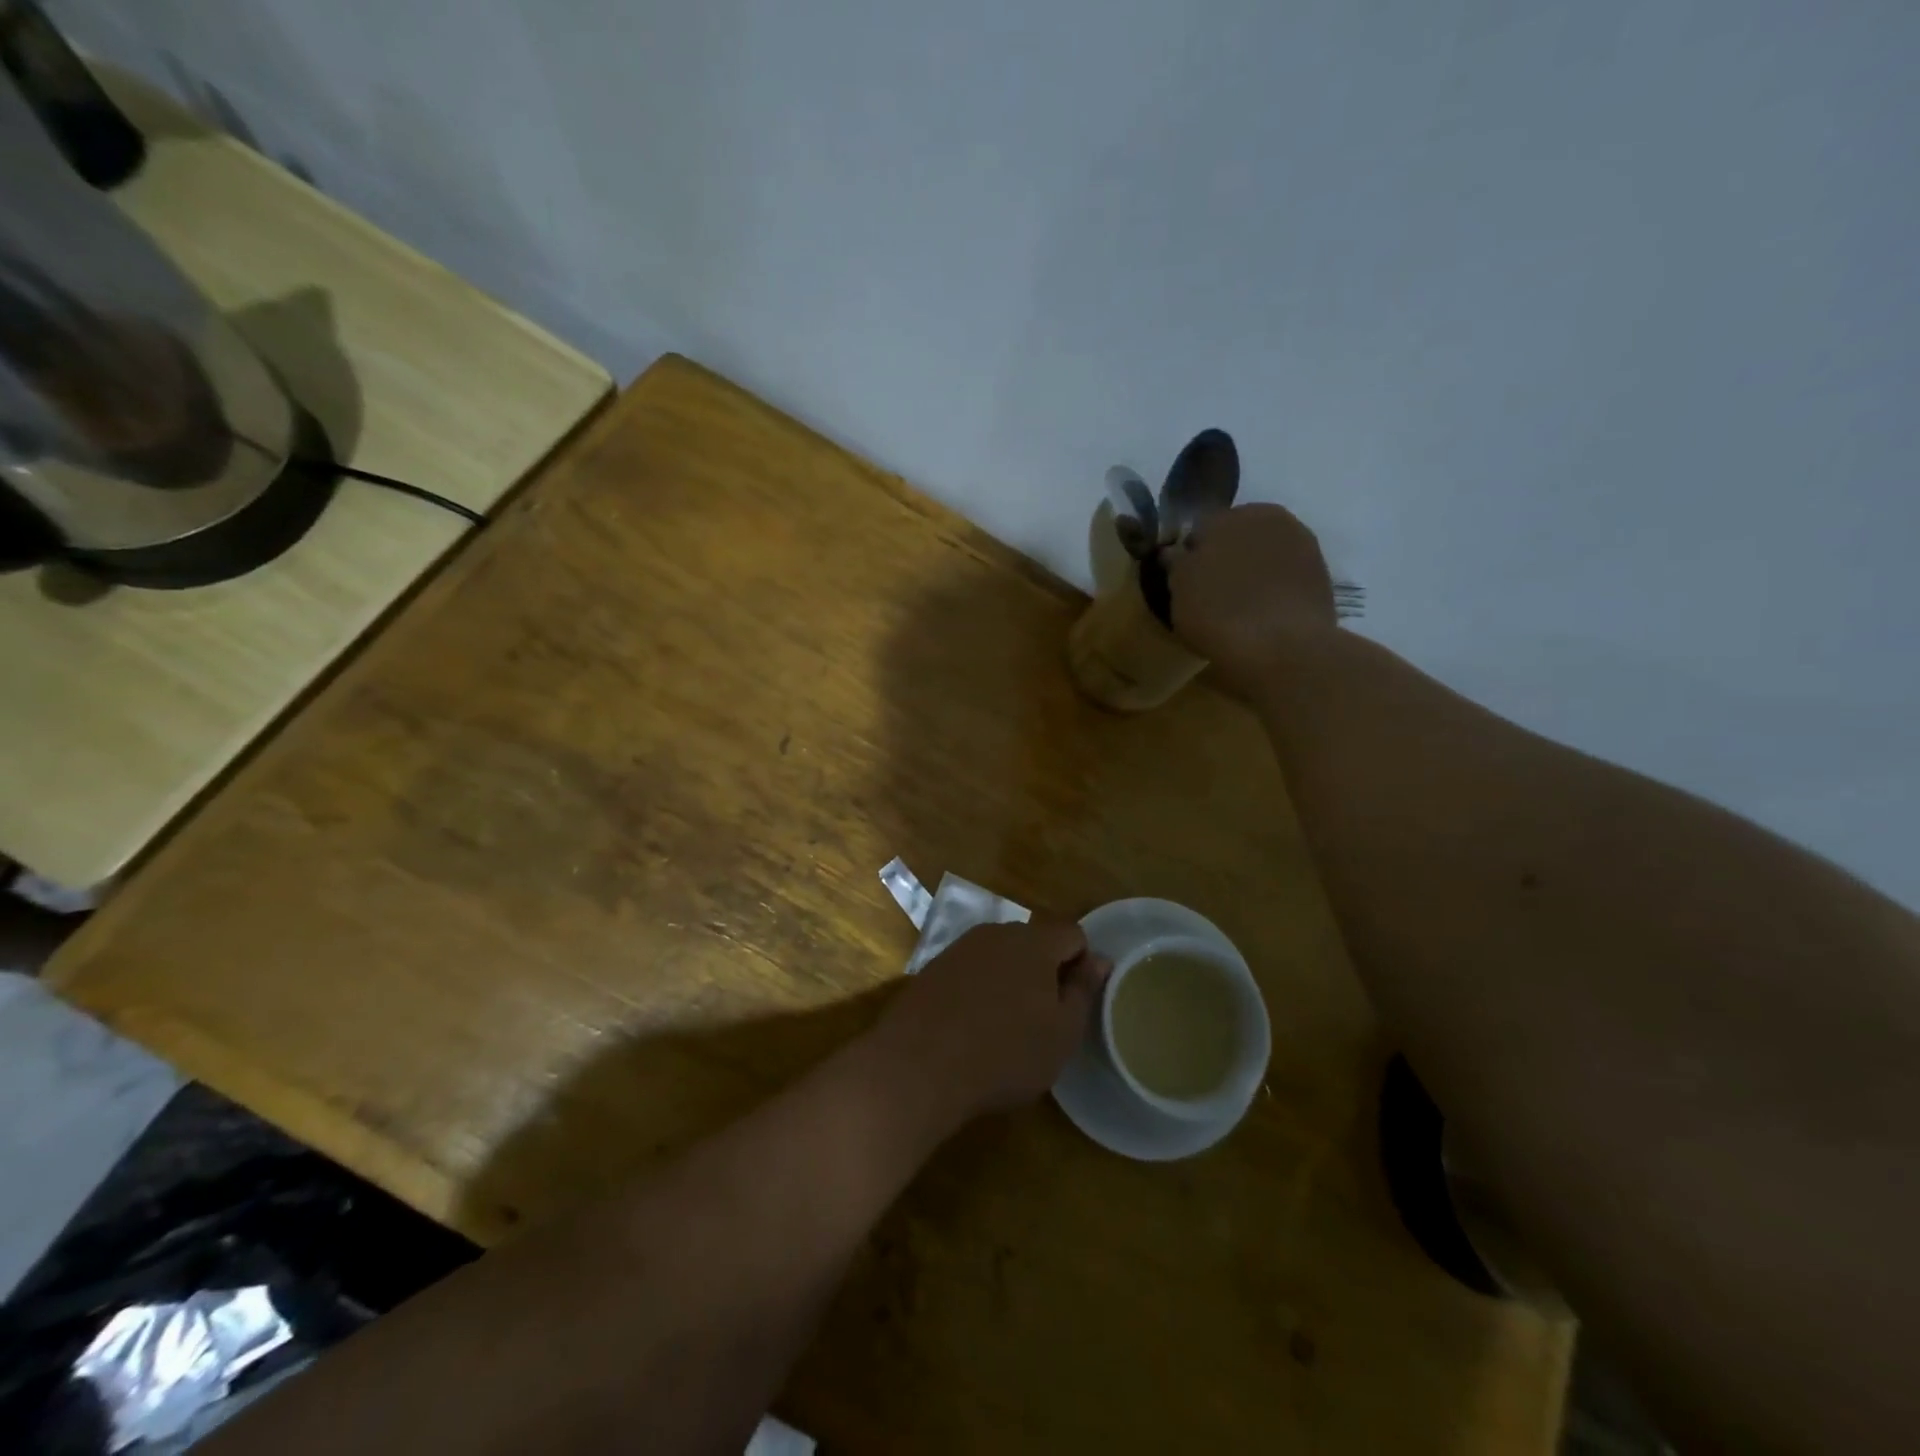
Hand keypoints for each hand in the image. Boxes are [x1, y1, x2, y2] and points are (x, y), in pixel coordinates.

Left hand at [870, 920, 1109, 1131]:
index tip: (1074, 1003)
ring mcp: (960, 948)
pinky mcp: (933, 968)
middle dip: (1045, 971)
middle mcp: (996, 933)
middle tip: (1044, 1018)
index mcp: (1034, 941)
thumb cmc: (1005, 1052)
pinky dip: (980, 989)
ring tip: (1007, 1025)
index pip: (1073, 933)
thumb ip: (1083, 990)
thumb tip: (1099, 959)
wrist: (919, 1064)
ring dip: (1011, 980)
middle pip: (1034, 941)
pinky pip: (971, 970)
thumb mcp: (1061, 1032)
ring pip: (1000, 955)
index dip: (1082, 964)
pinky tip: (973, 1026)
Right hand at [1165, 503, 1337, 689]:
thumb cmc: (1219, 613)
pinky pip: (1284, 576)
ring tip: (1239, 608)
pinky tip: (1263, 615)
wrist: (1284, 648)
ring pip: (1263, 555)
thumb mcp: (1179, 590)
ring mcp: (1301, 544)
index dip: (1189, 557)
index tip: (1184, 584)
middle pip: (1236, 537)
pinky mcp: (1320, 573)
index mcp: (1228, 515)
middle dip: (1224, 558)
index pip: (1199, 530)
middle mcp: (1268, 518)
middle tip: (1211, 595)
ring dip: (1251, 572)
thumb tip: (1175, 552)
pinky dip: (1273, 589)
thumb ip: (1176, 563)